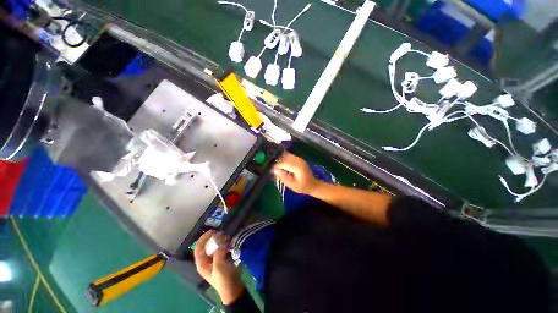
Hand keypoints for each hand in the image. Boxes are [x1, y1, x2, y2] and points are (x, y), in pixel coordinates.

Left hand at [194, 230, 243, 304]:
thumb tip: (222, 241)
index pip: (198, 248)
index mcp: (202, 263)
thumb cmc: (223, 279)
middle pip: (207, 245)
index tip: (211, 231)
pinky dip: (225, 243)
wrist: (233, 287)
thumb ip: (218, 253)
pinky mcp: (222, 258)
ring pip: (215, 246)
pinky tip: (230, 241)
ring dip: (220, 240)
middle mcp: (207, 260)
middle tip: (221, 232)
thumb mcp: (219, 266)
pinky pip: (222, 248)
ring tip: (226, 236)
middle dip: (213, 238)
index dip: (203, 239)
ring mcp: (215, 259)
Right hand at [273, 152, 319, 194]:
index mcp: (297, 167)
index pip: (284, 163)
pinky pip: (290, 156)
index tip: (270, 169)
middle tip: (272, 167)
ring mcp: (300, 159)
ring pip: (287, 155)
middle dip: (278, 161)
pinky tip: (282, 164)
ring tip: (276, 166)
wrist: (313, 185)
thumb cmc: (303, 187)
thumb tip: (274, 170)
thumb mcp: (292, 185)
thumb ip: (283, 177)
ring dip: (281, 159)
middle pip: (285, 157)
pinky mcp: (300, 159)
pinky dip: (285, 158)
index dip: (276, 165)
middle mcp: (299, 161)